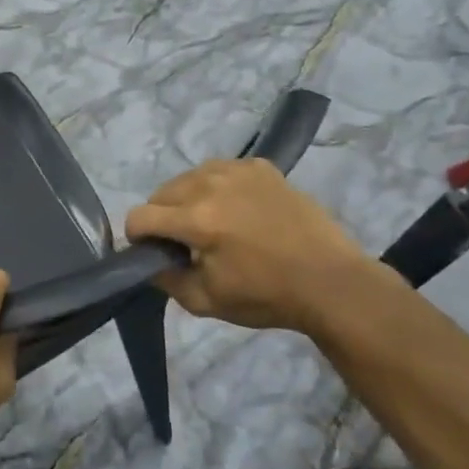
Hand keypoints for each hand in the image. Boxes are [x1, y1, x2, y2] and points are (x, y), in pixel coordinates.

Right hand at [126, 160, 373, 335]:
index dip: (137, 237)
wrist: (331, 282)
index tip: (150, 251)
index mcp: (196, 220)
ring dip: (187, 198)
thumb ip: (166, 279)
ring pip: (189, 177)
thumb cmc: (267, 296)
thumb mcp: (206, 301)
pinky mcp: (261, 167)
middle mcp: (210, 185)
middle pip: (161, 193)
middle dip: (162, 216)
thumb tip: (150, 261)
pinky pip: (221, 170)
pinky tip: (235, 208)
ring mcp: (238, 171)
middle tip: (182, 241)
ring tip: (208, 222)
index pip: (140, 216)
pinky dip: (217, 186)